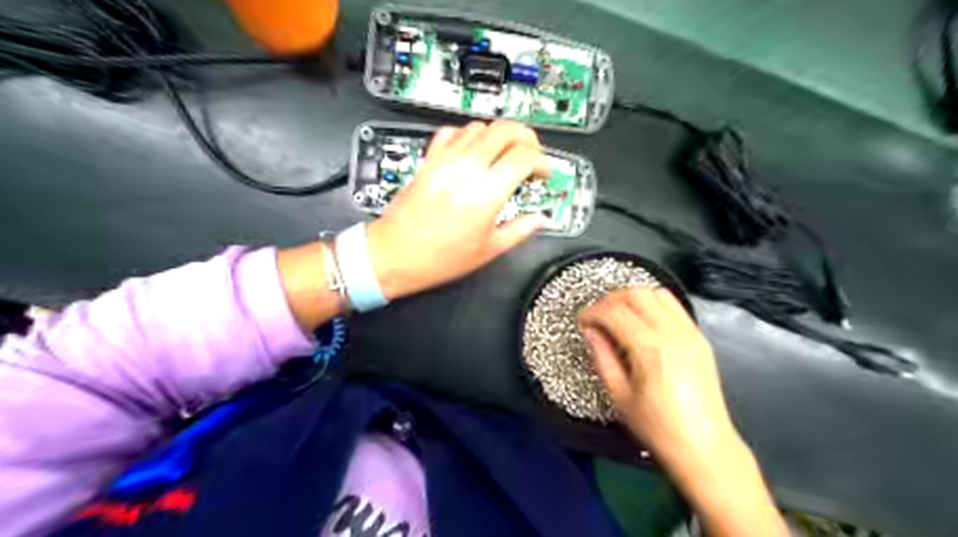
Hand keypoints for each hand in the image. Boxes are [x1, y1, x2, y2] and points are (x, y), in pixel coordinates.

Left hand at [366, 118, 549, 299]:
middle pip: (505, 129)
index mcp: (487, 193)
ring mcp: (445, 160)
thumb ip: (520, 230)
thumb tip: (540, 219)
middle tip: (531, 155)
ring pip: (480, 126)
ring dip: (498, 136)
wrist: (395, 254)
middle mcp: (467, 168)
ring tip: (503, 155)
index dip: (542, 162)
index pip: (525, 156)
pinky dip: (468, 136)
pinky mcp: (429, 159)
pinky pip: (452, 132)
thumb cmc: (440, 258)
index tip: (544, 173)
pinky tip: (472, 153)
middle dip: (526, 137)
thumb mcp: (488, 250)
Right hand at [575, 288, 735, 457]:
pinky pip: (675, 306)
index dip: (592, 311)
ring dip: (633, 298)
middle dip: (611, 299)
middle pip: (636, 294)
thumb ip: (602, 357)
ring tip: (619, 315)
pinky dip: (654, 304)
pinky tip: (643, 321)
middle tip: (598, 316)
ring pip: (658, 293)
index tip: (581, 320)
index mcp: (650, 349)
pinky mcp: (700, 338)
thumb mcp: (619, 395)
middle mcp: (673, 333)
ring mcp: (690, 333)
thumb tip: (590, 331)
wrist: (704, 447)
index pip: (614, 312)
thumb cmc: (657, 427)